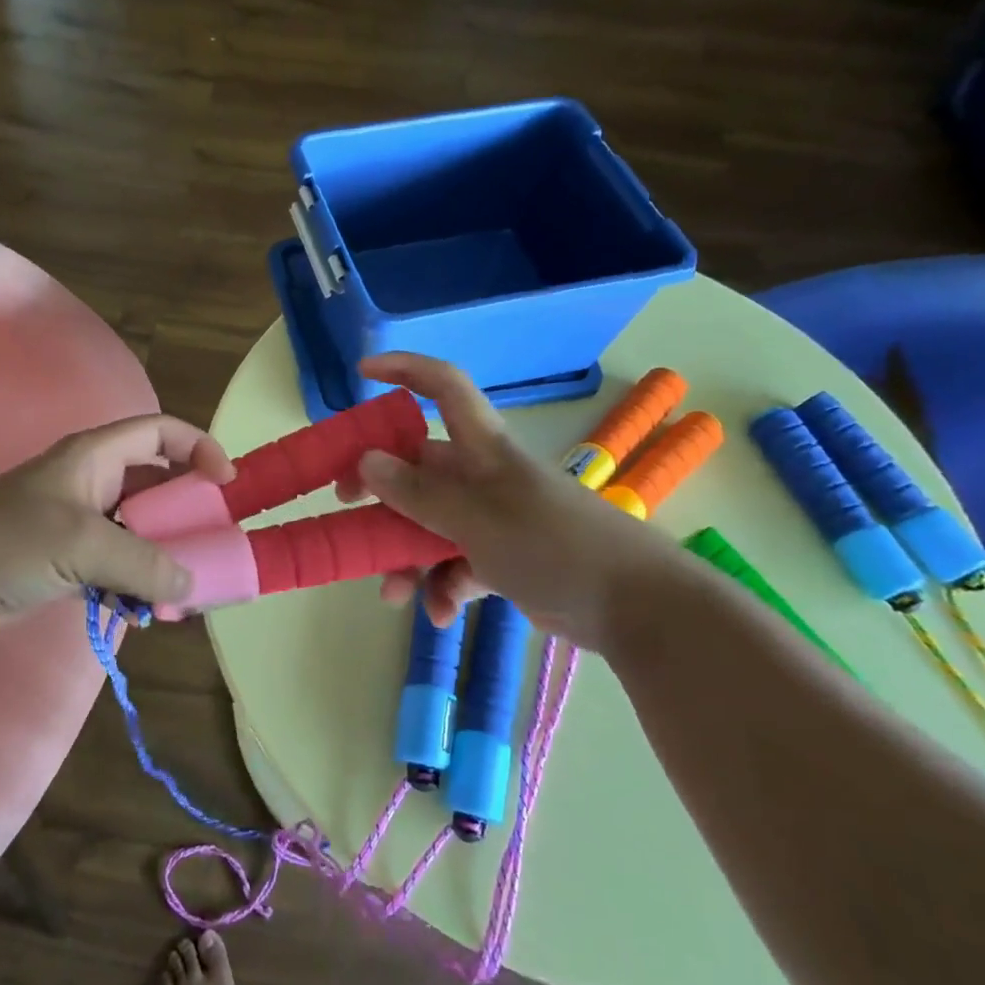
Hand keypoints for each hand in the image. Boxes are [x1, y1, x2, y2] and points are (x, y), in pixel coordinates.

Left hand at [0, 414, 234, 633]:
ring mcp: (80, 522)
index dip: (199, 447)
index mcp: (94, 456)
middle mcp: (92, 482)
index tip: (226, 483)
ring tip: (183, 588)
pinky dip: (136, 581)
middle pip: (157, 484)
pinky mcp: (69, 558)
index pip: (159, 431)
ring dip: (164, 556)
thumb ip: (142, 563)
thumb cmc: (8, 542)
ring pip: (140, 529)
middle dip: (187, 514)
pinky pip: (119, 563)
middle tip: (212, 544)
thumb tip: (190, 584)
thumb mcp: (81, 543)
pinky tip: (145, 609)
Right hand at [344, 353, 673, 647]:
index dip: (405, 370)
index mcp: (483, 450)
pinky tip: (439, 614)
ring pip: (430, 524)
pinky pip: (456, 564)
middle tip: (345, 505)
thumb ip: (419, 494)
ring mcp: (493, 519)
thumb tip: (365, 461)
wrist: (639, 607)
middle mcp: (483, 477)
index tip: (361, 375)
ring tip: (393, 594)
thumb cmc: (555, 545)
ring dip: (406, 556)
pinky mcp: (504, 559)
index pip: (444, 388)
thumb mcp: (478, 519)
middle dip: (380, 489)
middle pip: (419, 468)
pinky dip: (443, 586)